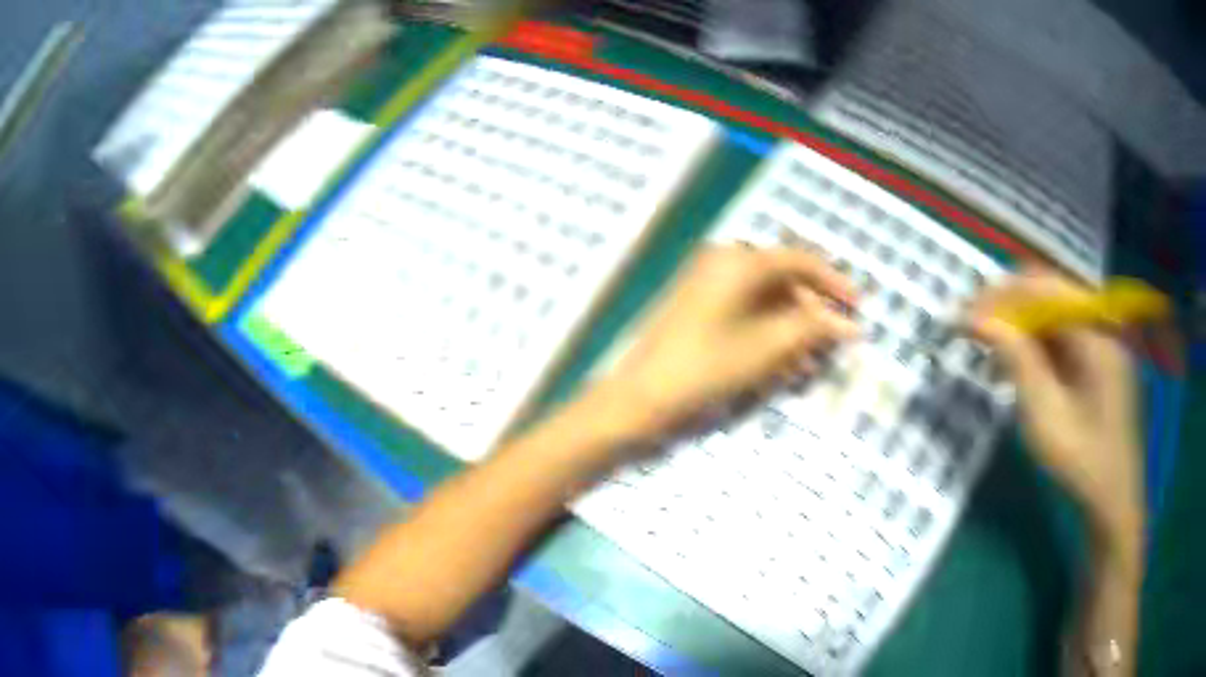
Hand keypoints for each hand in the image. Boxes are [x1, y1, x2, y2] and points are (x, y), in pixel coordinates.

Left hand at [598, 244, 858, 434]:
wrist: (641, 396)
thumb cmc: (707, 367)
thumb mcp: (768, 348)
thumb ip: (813, 330)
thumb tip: (851, 325)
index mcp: (739, 260)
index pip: (799, 260)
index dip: (833, 282)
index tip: (858, 305)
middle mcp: (722, 261)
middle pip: (783, 280)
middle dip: (811, 313)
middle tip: (834, 343)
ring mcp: (706, 283)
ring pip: (765, 300)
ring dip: (792, 328)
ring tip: (811, 363)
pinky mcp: (698, 307)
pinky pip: (744, 312)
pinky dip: (767, 333)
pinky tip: (783, 363)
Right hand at [971, 272, 1143, 539]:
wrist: (1114, 502)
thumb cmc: (1082, 462)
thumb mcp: (1045, 415)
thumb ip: (1017, 360)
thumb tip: (978, 318)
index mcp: (1095, 331)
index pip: (1043, 288)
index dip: (1000, 295)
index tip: (963, 315)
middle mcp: (1101, 325)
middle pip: (1049, 296)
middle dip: (1007, 309)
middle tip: (972, 330)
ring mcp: (1103, 344)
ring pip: (1054, 318)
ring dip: (1019, 330)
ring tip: (989, 357)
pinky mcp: (1100, 364)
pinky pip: (1064, 340)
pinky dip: (1036, 349)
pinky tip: (1016, 371)